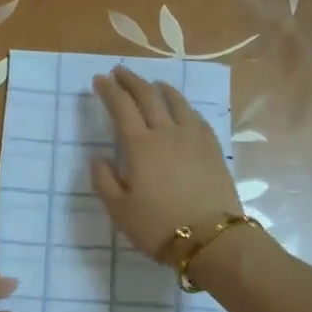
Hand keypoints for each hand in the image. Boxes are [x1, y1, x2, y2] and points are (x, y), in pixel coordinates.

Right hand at [89, 66, 243, 261]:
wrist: (210, 239)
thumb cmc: (158, 226)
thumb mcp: (119, 210)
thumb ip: (104, 180)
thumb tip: (98, 158)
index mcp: (140, 145)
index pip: (121, 108)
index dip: (109, 91)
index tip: (99, 79)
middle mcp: (166, 132)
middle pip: (148, 97)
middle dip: (131, 81)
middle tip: (120, 72)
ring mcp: (193, 138)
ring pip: (176, 102)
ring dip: (160, 89)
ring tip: (152, 84)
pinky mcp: (213, 148)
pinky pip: (196, 118)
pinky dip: (184, 107)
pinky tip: (183, 110)